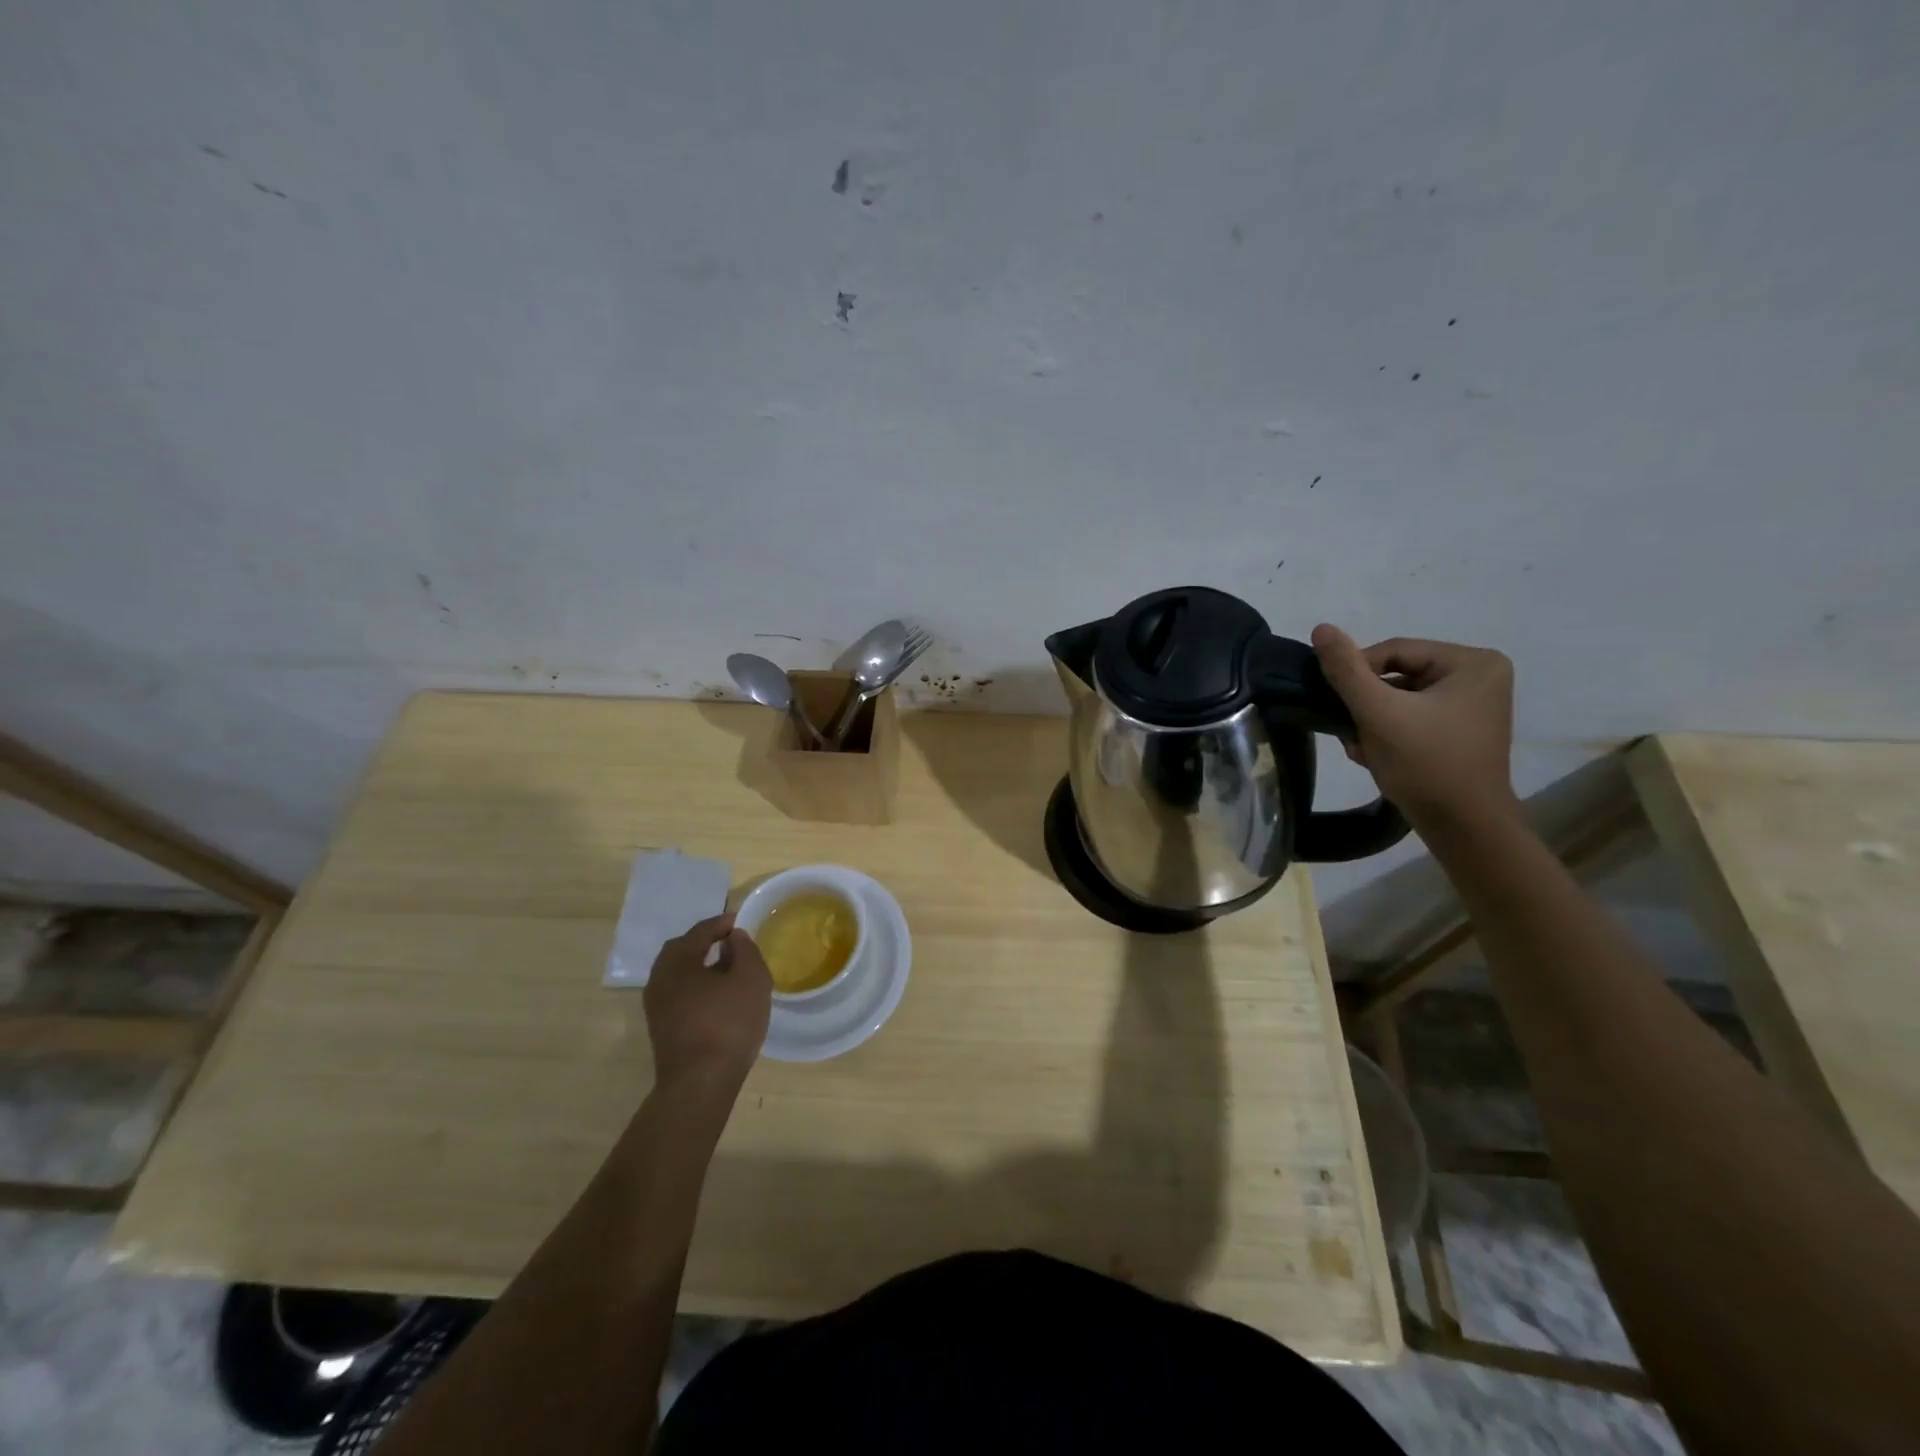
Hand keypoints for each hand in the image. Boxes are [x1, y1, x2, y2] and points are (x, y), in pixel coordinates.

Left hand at [643, 914, 771, 1096]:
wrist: (700, 1083)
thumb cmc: (728, 1023)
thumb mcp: (751, 978)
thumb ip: (745, 950)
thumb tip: (734, 937)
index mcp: (677, 961)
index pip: (700, 931)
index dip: (723, 923)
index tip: (741, 921)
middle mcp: (659, 979)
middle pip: (682, 950)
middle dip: (706, 943)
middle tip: (731, 943)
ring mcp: (657, 1007)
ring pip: (680, 975)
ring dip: (702, 967)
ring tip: (729, 971)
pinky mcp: (662, 1029)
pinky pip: (680, 995)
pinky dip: (698, 988)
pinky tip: (719, 998)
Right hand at [1311, 624, 1518, 826]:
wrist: (1463, 827)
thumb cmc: (1425, 764)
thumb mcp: (1378, 712)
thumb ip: (1346, 670)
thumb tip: (1321, 628)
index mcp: (1473, 663)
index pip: (1394, 651)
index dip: (1357, 674)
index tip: (1335, 704)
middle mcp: (1480, 676)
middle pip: (1397, 675)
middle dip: (1366, 704)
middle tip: (1349, 731)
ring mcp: (1473, 706)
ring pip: (1400, 698)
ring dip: (1371, 721)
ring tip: (1361, 748)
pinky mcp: (1461, 730)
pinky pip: (1412, 717)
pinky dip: (1388, 732)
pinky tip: (1375, 755)